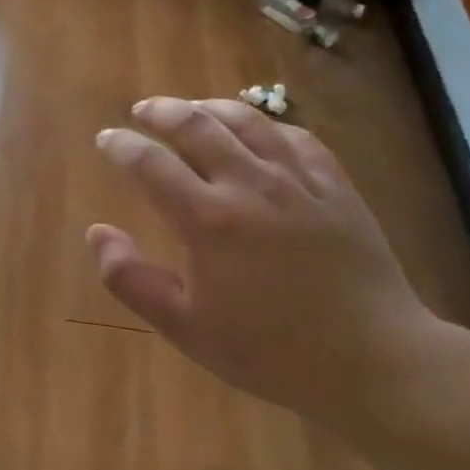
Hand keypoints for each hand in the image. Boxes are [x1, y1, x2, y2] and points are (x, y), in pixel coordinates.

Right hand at [89, 97, 433, 423]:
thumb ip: (131, 278)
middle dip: (161, 112)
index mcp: (208, 219)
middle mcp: (250, 185)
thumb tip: (97, 232)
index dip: (121, 145)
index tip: (106, 139)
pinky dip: (267, 125)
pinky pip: (298, 138)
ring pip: (248, 122)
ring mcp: (299, 182)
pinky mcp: (337, 188)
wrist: (373, 362)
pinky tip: (259, 131)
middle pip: (197, 126)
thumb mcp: (184, 327)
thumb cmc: (268, 351)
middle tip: (143, 111)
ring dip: (210, 108)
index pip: (150, 163)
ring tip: (192, 109)